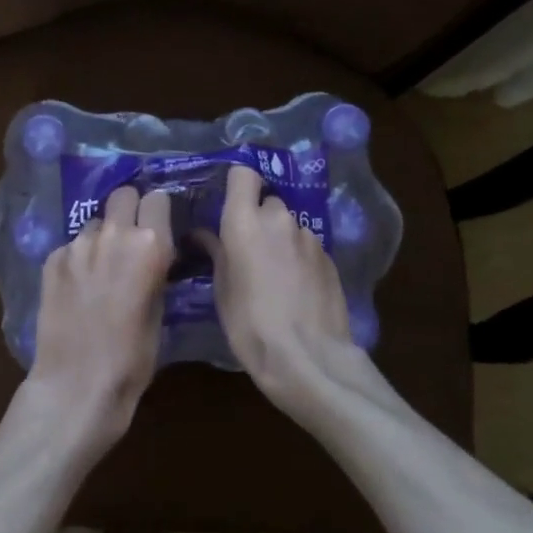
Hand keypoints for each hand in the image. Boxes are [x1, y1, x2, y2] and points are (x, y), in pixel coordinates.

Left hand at [25, 186, 175, 453]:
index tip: (158, 228)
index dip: (158, 213)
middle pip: (123, 195)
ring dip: (102, 237)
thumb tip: (153, 256)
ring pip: (95, 222)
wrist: (77, 384)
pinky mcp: (52, 259)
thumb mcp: (160, 311)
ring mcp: (78, 244)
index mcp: (150, 245)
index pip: (157, 199)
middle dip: (129, 210)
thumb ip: (156, 272)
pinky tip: (78, 288)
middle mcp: (114, 234)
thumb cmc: (132, 358)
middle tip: (130, 238)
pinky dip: (78, 259)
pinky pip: (72, 246)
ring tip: (101, 269)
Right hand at [200, 165, 363, 424]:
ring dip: (280, 239)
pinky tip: (297, 288)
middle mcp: (279, 219)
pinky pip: (307, 245)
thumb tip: (203, 234)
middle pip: (267, 202)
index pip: (243, 174)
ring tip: (275, 274)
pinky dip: (299, 257)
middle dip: (259, 219)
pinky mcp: (329, 256)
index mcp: (244, 222)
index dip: (237, 186)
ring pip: (289, 225)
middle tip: (249, 249)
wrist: (308, 357)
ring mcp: (308, 236)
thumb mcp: (222, 290)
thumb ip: (216, 253)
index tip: (230, 205)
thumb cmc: (250, 325)